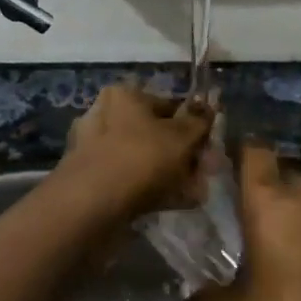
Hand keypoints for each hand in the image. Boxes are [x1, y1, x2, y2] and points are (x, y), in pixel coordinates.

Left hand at [52, 84, 214, 221]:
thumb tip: (208, 108)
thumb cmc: (140, 158)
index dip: (193, 125)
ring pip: (144, 159)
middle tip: (204, 174)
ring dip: (172, 174)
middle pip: (156, 134)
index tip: (210, 147)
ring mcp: (95, 149)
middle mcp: (105, 116)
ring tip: (195, 193)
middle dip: (184, 154)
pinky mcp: (92, 179)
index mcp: (124, 96)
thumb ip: (199, 121)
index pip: (168, 104)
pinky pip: (131, 180)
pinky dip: (153, 189)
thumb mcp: (180, 137)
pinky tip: (175, 203)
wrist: (91, 204)